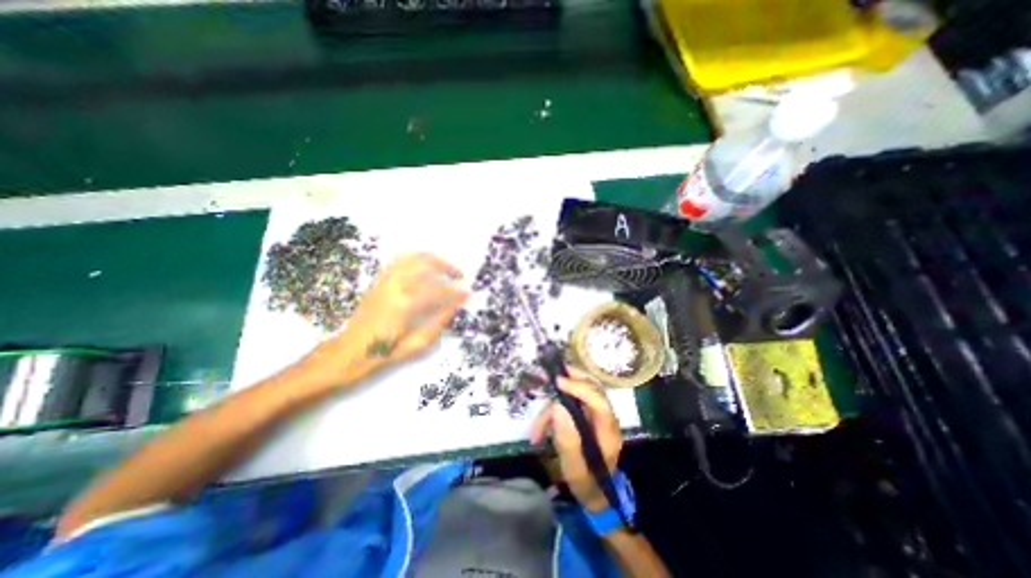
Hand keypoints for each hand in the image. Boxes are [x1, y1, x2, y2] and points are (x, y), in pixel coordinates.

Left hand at [303, 253, 468, 386]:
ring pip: (412, 258)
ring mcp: (384, 281)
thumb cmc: (384, 351)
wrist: (350, 350)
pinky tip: (424, 265)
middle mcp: (394, 287)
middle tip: (459, 276)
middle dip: (446, 267)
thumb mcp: (416, 344)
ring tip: (444, 267)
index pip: (437, 291)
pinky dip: (415, 258)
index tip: (467, 293)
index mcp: (404, 306)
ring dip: (432, 259)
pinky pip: (398, 260)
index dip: (456, 292)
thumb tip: (455, 306)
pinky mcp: (379, 280)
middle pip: (425, 265)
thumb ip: (438, 323)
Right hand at [531, 369, 618, 512]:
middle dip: (569, 379)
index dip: (579, 387)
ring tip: (537, 425)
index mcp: (608, 430)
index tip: (558, 382)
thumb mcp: (575, 470)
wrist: (596, 494)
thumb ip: (567, 440)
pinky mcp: (587, 414)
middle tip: (545, 376)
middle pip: (591, 386)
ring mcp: (596, 413)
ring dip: (554, 401)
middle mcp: (605, 417)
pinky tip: (541, 425)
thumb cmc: (587, 484)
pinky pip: (571, 400)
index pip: (598, 400)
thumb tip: (557, 407)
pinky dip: (554, 407)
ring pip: (578, 391)